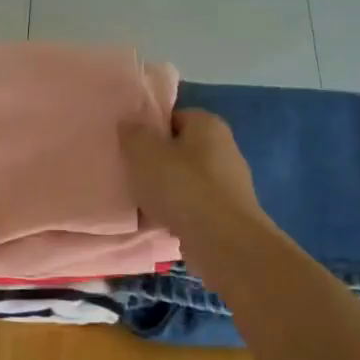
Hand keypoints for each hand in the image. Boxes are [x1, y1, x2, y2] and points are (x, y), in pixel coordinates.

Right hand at [119, 109, 261, 237]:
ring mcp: (230, 182)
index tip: (129, 149)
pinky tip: (162, 223)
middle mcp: (225, 147)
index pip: (173, 117)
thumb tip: (129, 121)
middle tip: (133, 176)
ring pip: (187, 180)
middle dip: (157, 162)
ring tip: (143, 203)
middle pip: (180, 149)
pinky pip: (195, 205)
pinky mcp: (229, 212)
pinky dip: (179, 211)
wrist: (223, 241)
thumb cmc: (182, 188)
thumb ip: (133, 134)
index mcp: (208, 124)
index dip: (149, 131)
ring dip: (167, 190)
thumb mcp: (144, 154)